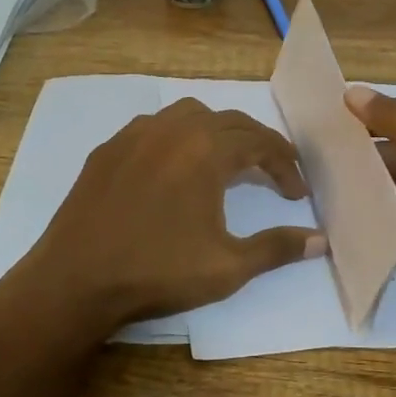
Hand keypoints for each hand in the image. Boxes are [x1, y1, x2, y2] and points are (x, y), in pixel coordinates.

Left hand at [10, 98, 324, 340]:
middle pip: (229, 122)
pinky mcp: (107, 150)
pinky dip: (176, 137)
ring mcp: (135, 135)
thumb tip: (321, 240)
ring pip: (188, 114)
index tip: (297, 193)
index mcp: (206, 150)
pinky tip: (173, 167)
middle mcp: (173, 129)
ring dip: (216, 131)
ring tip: (225, 161)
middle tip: (273, 173)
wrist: (74, 282)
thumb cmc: (157, 272)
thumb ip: (277, 248)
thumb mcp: (228, 266)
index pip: (260, 143)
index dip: (285, 165)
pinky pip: (153, 127)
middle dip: (257, 144)